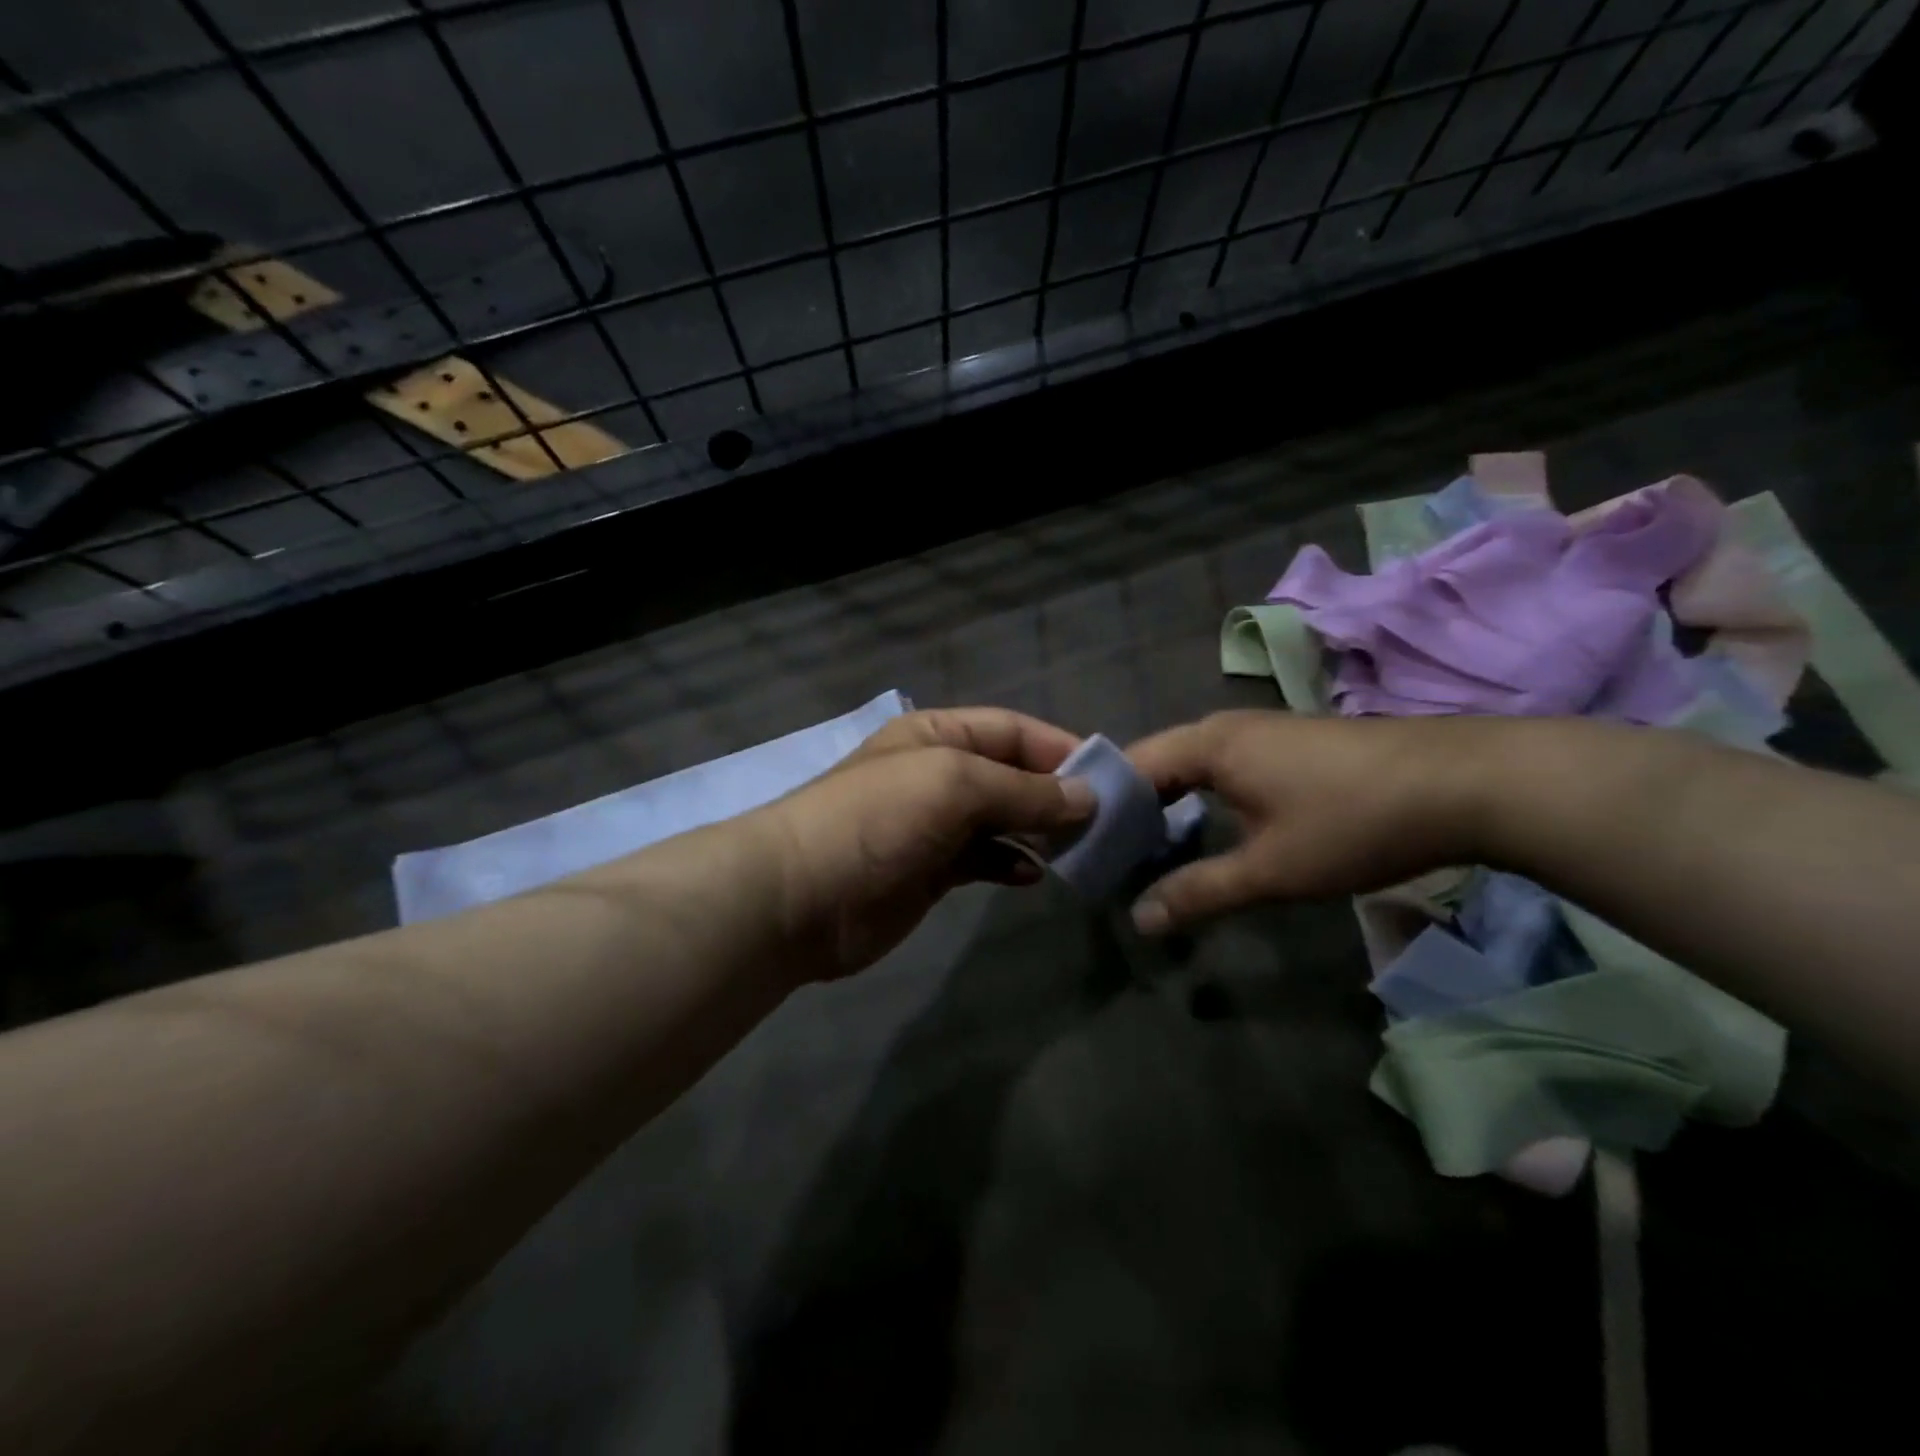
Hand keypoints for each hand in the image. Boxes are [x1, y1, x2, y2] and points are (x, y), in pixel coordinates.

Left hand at [752, 708, 1095, 979]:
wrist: (799, 898)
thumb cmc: (878, 819)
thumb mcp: (954, 785)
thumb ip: (1024, 790)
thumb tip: (1088, 797)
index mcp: (937, 736)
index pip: (1011, 730)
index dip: (1059, 748)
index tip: (1109, 776)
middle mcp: (938, 774)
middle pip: (1010, 775)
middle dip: (1054, 793)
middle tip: (1106, 820)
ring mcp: (933, 825)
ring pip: (1000, 820)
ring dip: (1038, 831)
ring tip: (1080, 848)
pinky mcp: (930, 871)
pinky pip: (983, 860)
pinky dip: (1010, 863)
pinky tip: (1032, 875)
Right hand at [1124, 710, 1492, 933]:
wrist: (1466, 783)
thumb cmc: (1352, 821)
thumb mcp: (1271, 869)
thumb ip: (1199, 892)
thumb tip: (1138, 919)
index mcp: (1207, 745)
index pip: (1129, 767)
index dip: (1102, 808)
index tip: (1084, 850)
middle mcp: (1225, 728)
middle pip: (1157, 763)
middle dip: (1132, 810)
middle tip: (1113, 859)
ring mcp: (1261, 733)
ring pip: (1192, 766)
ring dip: (1169, 805)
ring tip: (1151, 852)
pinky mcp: (1290, 746)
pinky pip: (1224, 768)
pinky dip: (1203, 799)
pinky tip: (1211, 832)